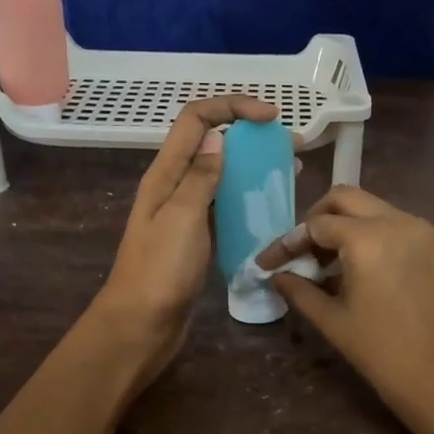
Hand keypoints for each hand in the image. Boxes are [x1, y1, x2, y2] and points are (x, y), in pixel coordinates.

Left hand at [90, 94, 278, 388]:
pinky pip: (226, 209)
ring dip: (255, 169)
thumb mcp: (183, 217)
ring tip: (292, 173)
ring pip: (223, 177)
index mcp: (166, 174)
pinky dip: (249, 201)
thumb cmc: (160, 271)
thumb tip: (217, 137)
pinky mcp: (197, 240)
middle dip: (251, 138)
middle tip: (293, 147)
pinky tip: (274, 210)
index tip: (272, 118)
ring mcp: (186, 215)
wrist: (141, 326)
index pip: (196, 120)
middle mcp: (175, 187)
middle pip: (213, 145)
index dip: (233, 107)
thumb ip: (201, 176)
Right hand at [257, 186, 433, 433]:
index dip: (288, 242)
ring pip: (372, 208)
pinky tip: (355, 269)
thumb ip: (301, 292)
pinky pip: (393, 225)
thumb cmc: (385, 355)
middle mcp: (397, 222)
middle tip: (300, 253)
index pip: (316, 224)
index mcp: (368, 238)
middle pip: (345, 199)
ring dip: (343, 225)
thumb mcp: (335, 323)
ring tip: (324, 264)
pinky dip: (368, 234)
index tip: (268, 264)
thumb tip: (278, 276)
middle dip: (316, 219)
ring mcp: (421, 232)